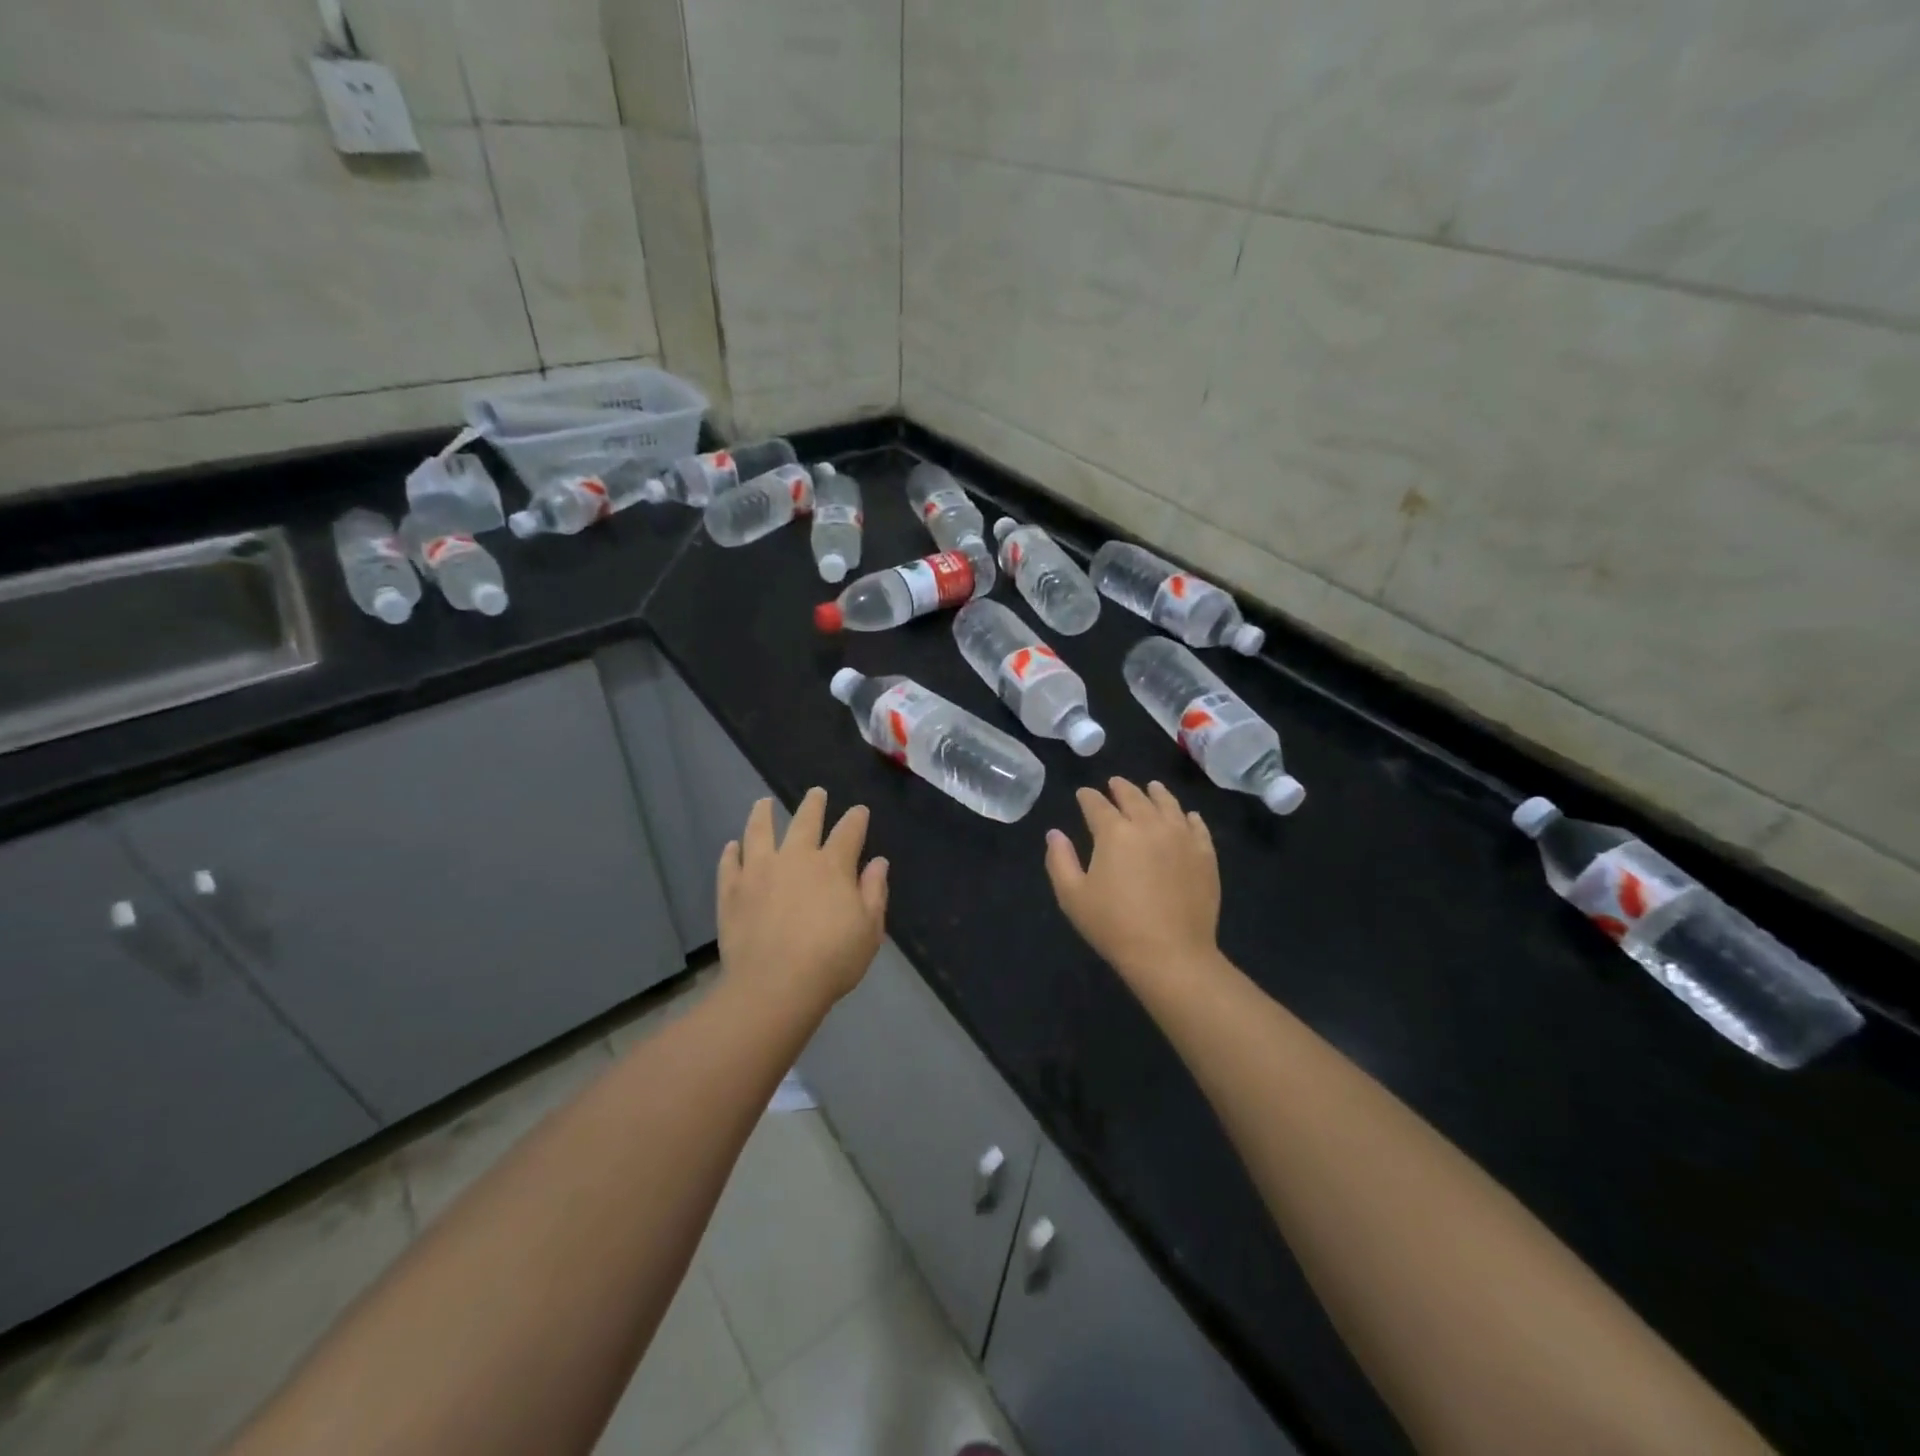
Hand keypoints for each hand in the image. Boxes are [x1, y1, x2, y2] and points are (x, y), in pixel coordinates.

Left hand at [717, 788, 888, 1009]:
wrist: (775, 985)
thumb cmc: (832, 960)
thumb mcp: (869, 930)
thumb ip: (874, 892)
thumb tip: (878, 863)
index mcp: (832, 866)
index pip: (848, 832)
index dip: (856, 819)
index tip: (859, 810)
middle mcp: (796, 858)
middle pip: (805, 821)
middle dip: (813, 804)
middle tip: (816, 793)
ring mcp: (759, 871)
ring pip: (760, 831)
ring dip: (763, 814)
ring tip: (763, 803)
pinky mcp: (732, 890)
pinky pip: (730, 864)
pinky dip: (732, 852)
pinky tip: (732, 846)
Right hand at [1045, 778, 1220, 985]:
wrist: (1171, 954)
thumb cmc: (1114, 926)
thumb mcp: (1072, 896)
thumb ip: (1060, 860)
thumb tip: (1054, 833)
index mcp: (1114, 832)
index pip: (1097, 804)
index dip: (1088, 797)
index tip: (1083, 794)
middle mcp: (1149, 825)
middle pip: (1134, 797)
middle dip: (1120, 788)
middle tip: (1114, 783)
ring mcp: (1181, 837)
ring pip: (1168, 804)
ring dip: (1156, 793)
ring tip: (1152, 787)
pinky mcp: (1205, 855)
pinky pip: (1197, 827)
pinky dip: (1189, 817)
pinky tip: (1187, 816)